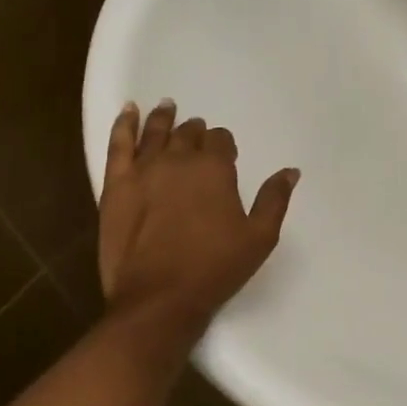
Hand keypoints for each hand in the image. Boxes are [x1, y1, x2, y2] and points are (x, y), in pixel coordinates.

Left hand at [98, 100, 298, 331]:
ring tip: (168, 107)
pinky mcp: (115, 186)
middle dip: (195, 132)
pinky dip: (125, 124)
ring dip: (164, 118)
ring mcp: (143, 171)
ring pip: (155, 133)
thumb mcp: (259, 237)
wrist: (159, 298)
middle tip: (197, 132)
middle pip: (187, 134)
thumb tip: (290, 171)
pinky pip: (119, 145)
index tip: (226, 153)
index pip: (220, 141)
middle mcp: (178, 160)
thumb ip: (274, 199)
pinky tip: (129, 112)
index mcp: (214, 169)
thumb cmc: (215, 268)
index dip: (224, 144)